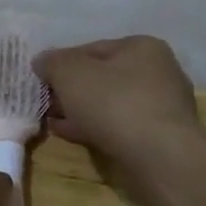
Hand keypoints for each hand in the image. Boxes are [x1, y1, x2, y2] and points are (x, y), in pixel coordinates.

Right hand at [34, 35, 202, 164]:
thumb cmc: (114, 102)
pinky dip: (95, 128)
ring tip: (53, 121)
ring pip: (110, 104)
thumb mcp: (69, 73)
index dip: (62, 63)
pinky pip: (120, 127)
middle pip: (102, 77)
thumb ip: (51, 62)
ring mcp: (163, 107)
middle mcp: (159, 72)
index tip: (42, 80)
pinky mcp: (161, 137)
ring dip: (80, 111)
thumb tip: (43, 62)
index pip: (91, 49)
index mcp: (142, 47)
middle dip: (71, 90)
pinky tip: (71, 135)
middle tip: (47, 103)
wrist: (160, 158)